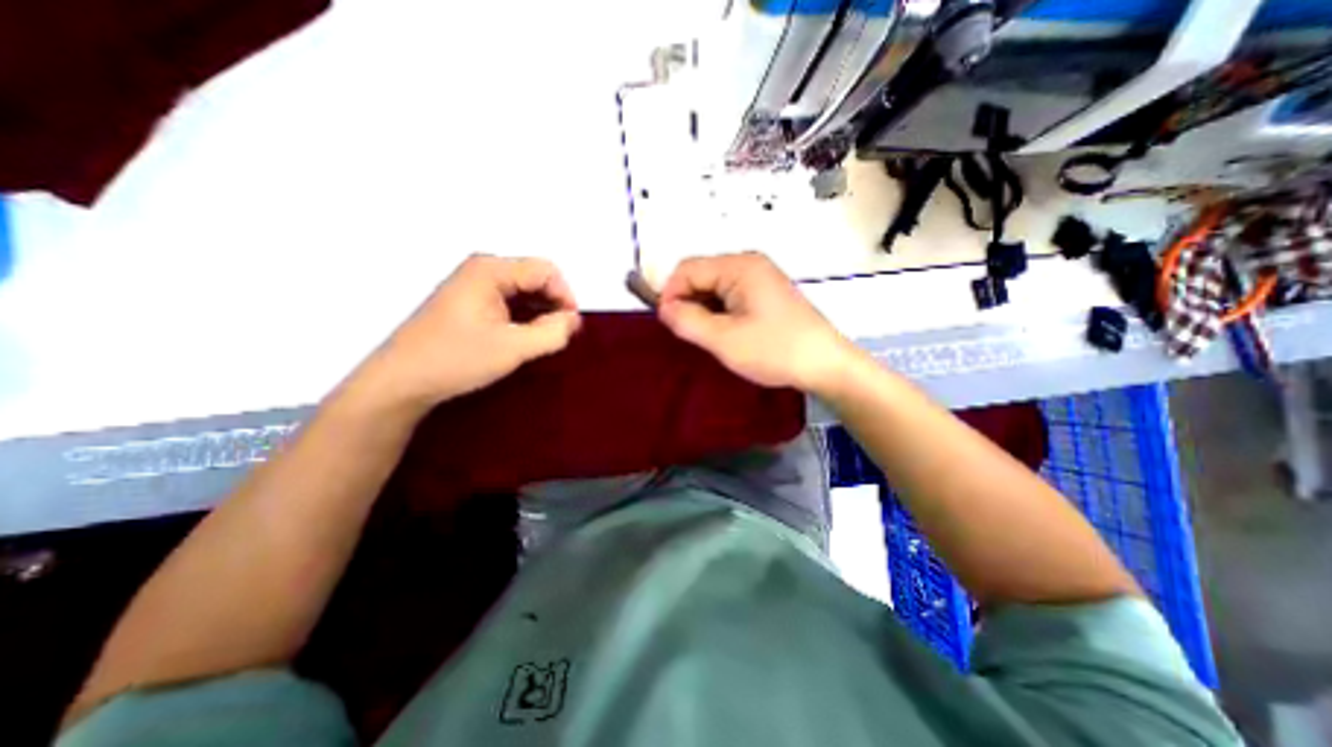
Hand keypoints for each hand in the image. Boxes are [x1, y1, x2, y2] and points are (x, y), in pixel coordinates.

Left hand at [353, 253, 584, 411]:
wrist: (402, 381)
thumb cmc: (456, 359)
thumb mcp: (514, 348)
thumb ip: (552, 332)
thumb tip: (574, 320)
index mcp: (491, 270)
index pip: (546, 270)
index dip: (565, 296)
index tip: (570, 327)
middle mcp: (482, 269)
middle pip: (535, 277)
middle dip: (553, 304)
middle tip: (558, 336)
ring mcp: (473, 284)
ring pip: (524, 290)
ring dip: (540, 312)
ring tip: (541, 340)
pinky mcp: (469, 301)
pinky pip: (509, 300)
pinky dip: (524, 316)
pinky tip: (523, 337)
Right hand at [655, 252, 852, 394]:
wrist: (826, 365)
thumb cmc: (775, 350)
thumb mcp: (724, 339)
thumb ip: (688, 321)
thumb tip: (665, 308)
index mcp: (739, 266)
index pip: (687, 269)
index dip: (670, 294)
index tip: (669, 324)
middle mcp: (749, 264)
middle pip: (701, 275)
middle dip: (688, 303)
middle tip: (690, 335)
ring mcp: (759, 278)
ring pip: (714, 288)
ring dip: (703, 310)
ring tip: (709, 338)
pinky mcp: (765, 294)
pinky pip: (730, 296)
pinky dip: (719, 313)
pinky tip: (725, 334)